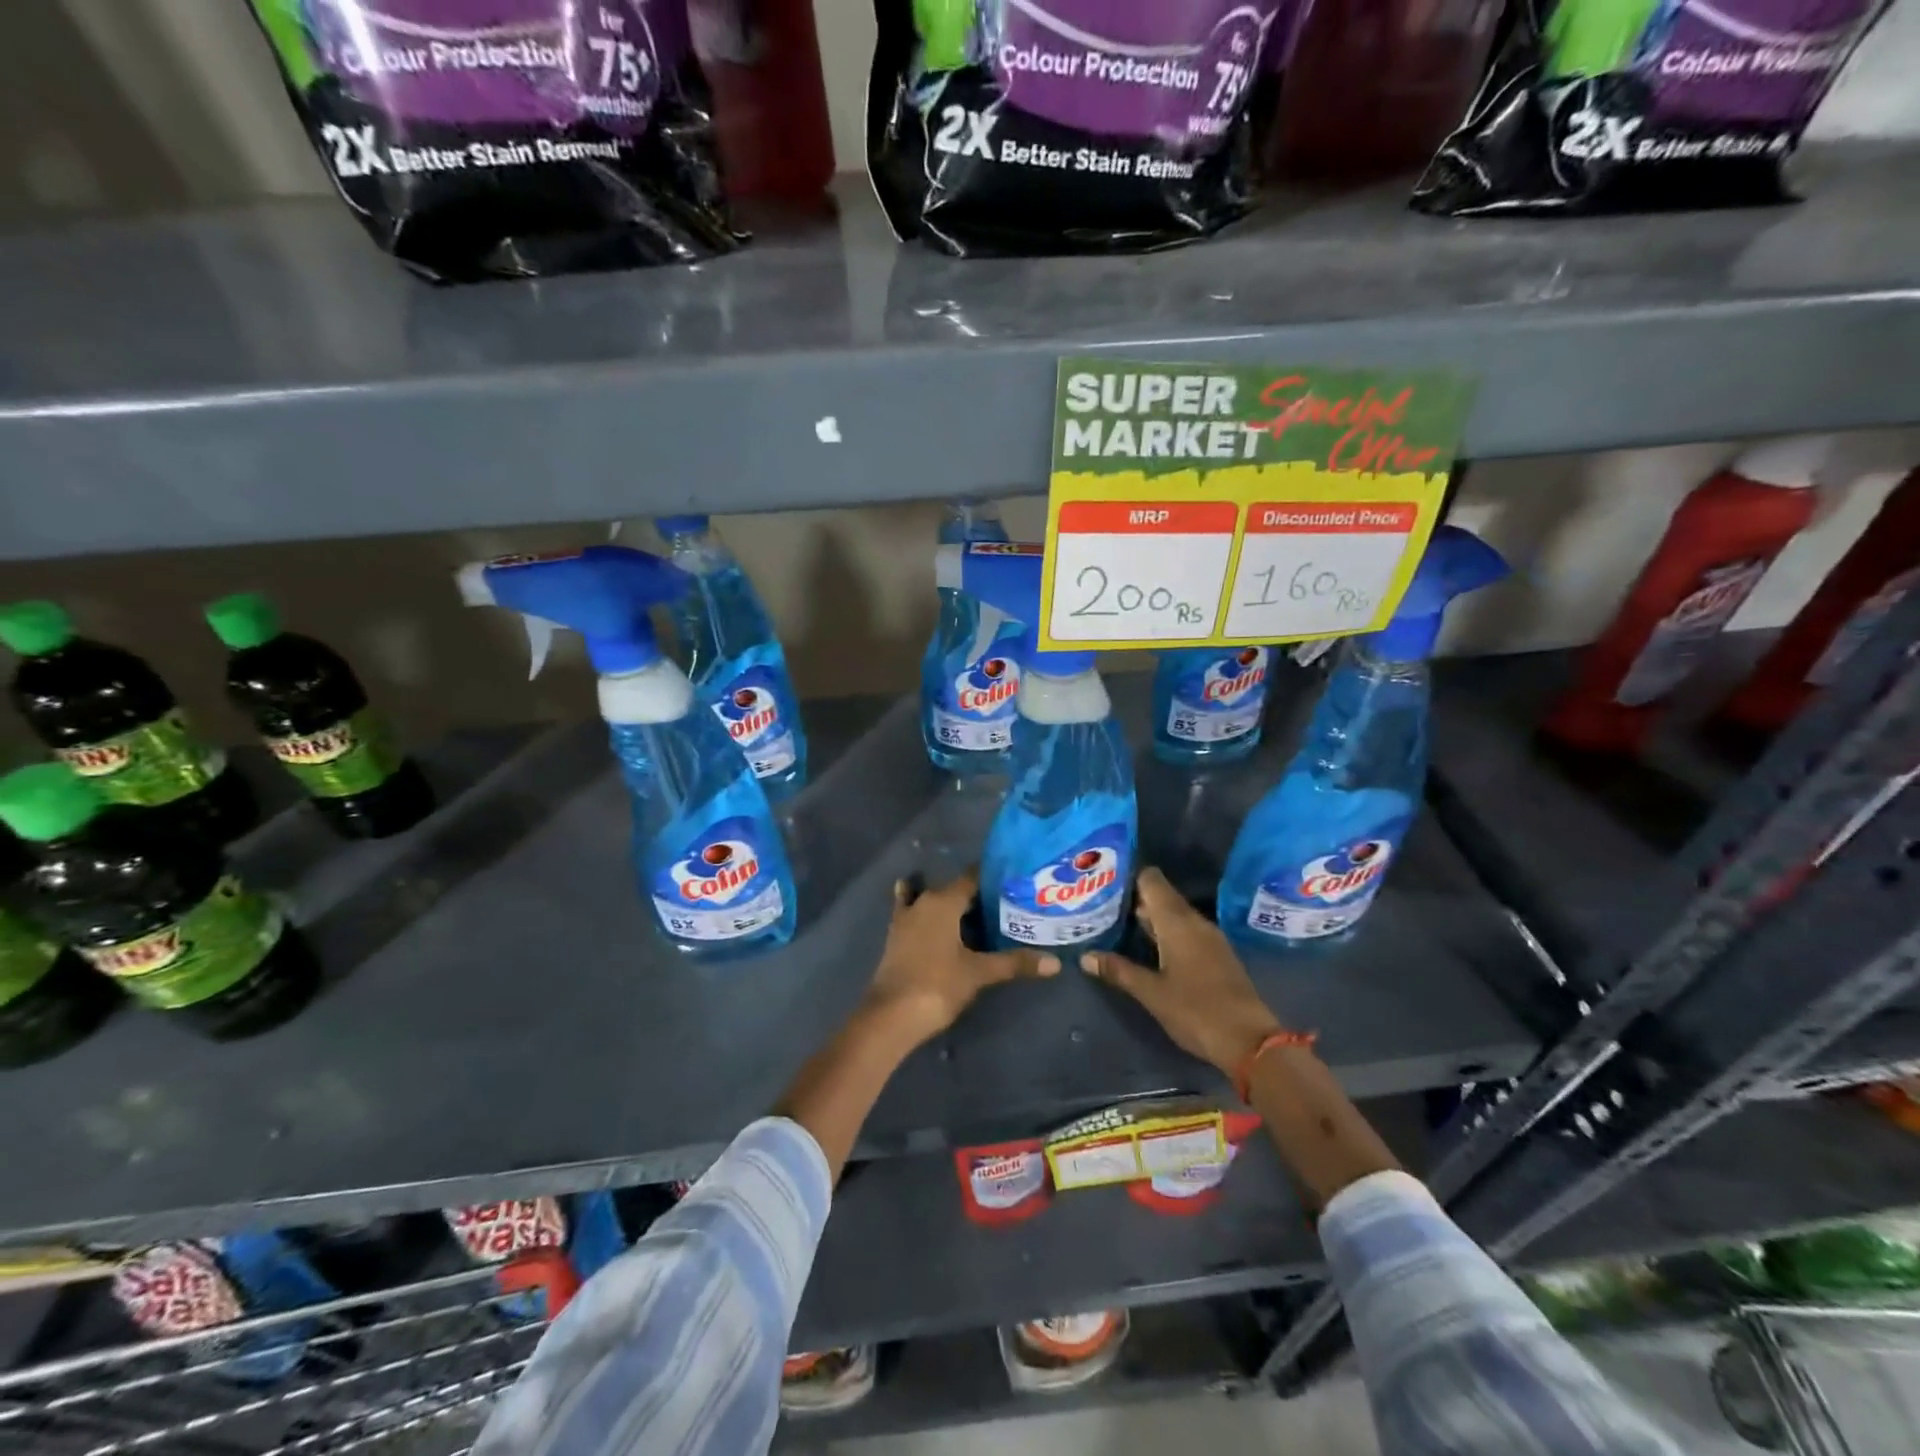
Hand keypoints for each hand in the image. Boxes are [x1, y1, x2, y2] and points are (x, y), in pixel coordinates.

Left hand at [862, 870, 1055, 1047]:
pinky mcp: (897, 936)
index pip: (973, 877)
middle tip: (1008, 903)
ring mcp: (906, 918)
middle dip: (979, 895)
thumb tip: (1055, 963)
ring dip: (954, 906)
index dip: (993, 876)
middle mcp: (924, 901)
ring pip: (935, 901)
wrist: (891, 1016)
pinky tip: (932, 916)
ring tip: (981, 914)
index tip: (1015, 879)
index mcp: (944, 901)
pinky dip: (925, 912)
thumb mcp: (979, 973)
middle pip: (956, 890)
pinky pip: (914, 913)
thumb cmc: (937, 985)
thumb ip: (1015, 963)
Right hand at [1074, 867, 1284, 1076]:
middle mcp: (1195, 921)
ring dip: (1149, 917)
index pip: (1151, 880)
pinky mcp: (1217, 955)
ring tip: (1116, 924)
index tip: (1103, 881)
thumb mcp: (1151, 993)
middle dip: (1133, 899)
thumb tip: (1085, 956)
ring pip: (1174, 915)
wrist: (1250, 1041)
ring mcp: (1209, 938)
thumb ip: (1119, 970)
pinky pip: (1185, 931)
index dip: (1128, 876)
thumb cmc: (1196, 1011)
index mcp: (1177, 922)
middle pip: (1161, 896)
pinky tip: (1147, 947)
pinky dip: (1165, 932)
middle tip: (1100, 904)